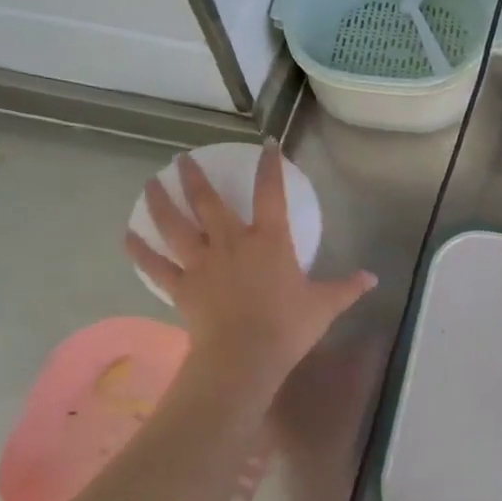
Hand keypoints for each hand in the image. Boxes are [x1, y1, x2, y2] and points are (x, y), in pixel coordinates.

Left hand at [124, 144, 376, 387]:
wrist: (246, 356)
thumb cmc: (288, 326)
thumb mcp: (325, 305)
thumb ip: (348, 288)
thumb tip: (374, 278)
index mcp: (270, 241)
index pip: (271, 194)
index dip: (270, 167)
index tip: (266, 144)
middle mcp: (232, 242)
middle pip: (208, 202)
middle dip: (195, 177)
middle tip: (183, 159)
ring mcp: (202, 263)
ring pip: (175, 225)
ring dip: (160, 202)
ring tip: (150, 183)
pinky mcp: (182, 286)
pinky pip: (156, 265)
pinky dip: (140, 251)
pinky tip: (127, 236)